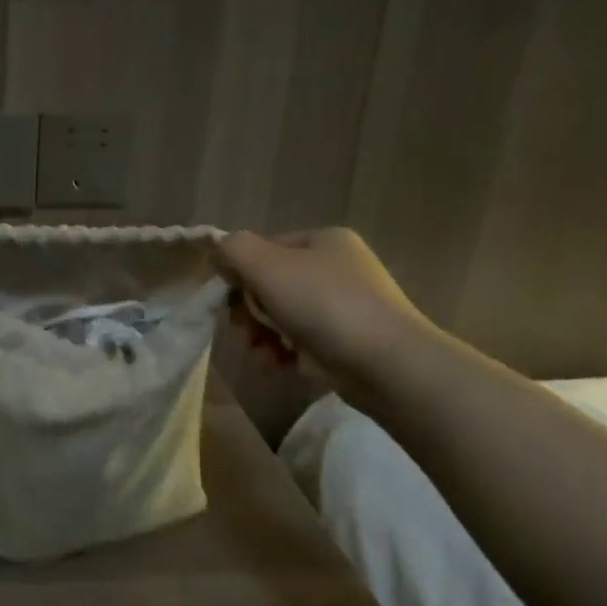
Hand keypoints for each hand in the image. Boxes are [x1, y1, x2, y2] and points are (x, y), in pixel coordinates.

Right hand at [216, 228, 434, 393]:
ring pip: (284, 315)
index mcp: (324, 241)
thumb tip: (218, 254)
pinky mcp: (351, 341)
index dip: (240, 274)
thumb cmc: (324, 306)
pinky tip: (279, 365)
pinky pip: (303, 340)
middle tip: (245, 331)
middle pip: (272, 284)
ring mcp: (348, 306)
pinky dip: (285, 352)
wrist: (388, 365)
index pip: (264, 250)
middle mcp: (339, 267)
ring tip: (260, 354)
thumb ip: (233, 250)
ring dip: (263, 335)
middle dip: (251, 311)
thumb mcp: (266, 266)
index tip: (231, 302)